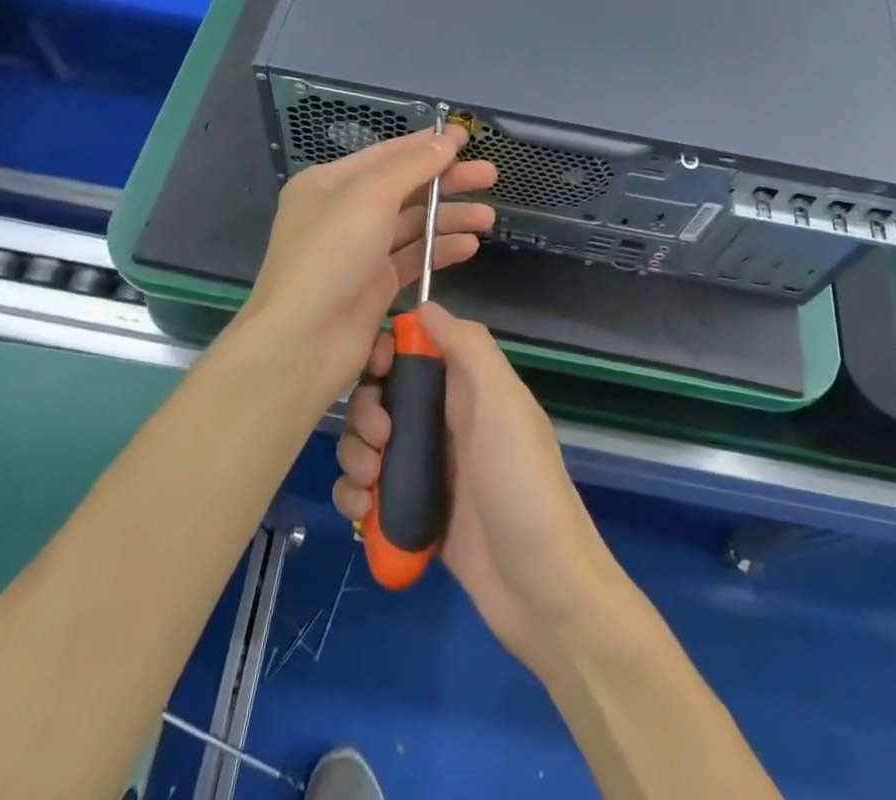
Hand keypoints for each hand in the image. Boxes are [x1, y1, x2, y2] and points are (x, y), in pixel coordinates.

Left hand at [241, 126, 495, 389]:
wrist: (304, 341)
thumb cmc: (331, 255)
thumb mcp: (370, 197)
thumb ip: (412, 166)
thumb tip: (445, 140)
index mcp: (328, 184)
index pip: (385, 155)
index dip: (426, 145)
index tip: (465, 137)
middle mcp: (342, 213)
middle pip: (403, 189)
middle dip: (445, 182)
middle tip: (489, 175)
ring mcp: (359, 251)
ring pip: (412, 225)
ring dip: (449, 218)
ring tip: (487, 218)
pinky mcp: (375, 285)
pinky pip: (413, 258)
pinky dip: (440, 250)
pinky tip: (469, 246)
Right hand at [334, 303, 628, 673]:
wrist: (541, 589)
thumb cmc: (520, 482)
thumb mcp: (504, 401)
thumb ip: (468, 347)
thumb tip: (425, 305)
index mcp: (467, 388)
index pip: (413, 351)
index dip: (385, 353)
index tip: (372, 370)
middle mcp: (445, 422)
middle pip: (382, 397)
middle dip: (364, 413)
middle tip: (378, 441)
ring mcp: (427, 470)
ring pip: (368, 444)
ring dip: (354, 457)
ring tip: (368, 485)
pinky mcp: (411, 514)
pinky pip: (368, 492)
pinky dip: (355, 497)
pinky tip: (361, 511)